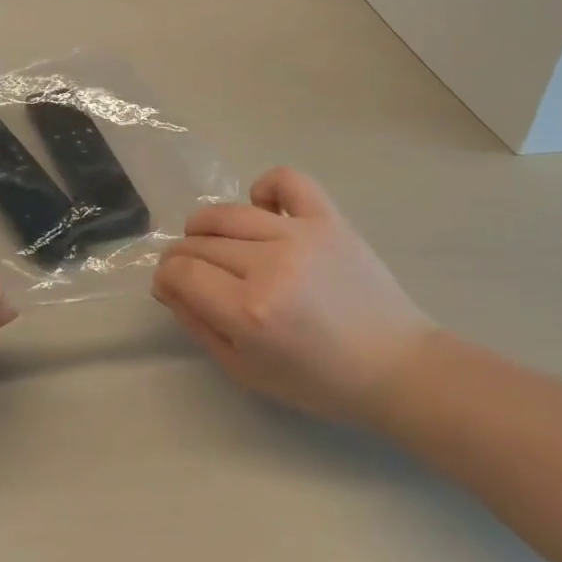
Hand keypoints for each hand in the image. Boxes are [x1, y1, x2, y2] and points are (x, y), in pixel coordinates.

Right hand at [152, 168, 434, 423]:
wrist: (396, 366)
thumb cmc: (318, 381)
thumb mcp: (244, 370)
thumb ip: (198, 325)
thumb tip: (168, 286)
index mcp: (248, 311)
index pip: (179, 272)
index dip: (164, 278)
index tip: (171, 287)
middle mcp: (269, 265)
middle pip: (198, 242)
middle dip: (183, 258)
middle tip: (194, 275)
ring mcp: (300, 235)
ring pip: (228, 212)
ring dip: (207, 226)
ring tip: (216, 243)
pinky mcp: (329, 219)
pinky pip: (285, 179)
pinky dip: (264, 188)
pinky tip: (262, 210)